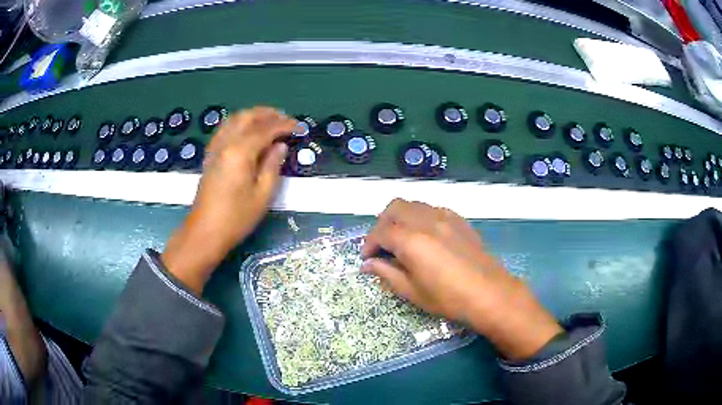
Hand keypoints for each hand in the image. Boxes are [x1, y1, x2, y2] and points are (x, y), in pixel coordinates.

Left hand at [162, 107, 295, 293]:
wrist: (205, 232)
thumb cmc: (236, 218)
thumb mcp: (262, 195)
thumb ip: (273, 166)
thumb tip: (280, 146)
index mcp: (240, 152)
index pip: (265, 129)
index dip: (284, 125)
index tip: (299, 127)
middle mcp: (226, 143)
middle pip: (247, 117)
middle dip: (268, 114)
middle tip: (285, 120)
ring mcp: (215, 148)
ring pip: (234, 119)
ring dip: (253, 116)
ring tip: (269, 122)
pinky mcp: (210, 155)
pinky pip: (225, 129)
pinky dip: (239, 123)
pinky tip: (247, 132)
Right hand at [361, 199, 562, 359]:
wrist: (490, 294)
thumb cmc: (449, 298)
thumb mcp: (412, 291)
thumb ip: (387, 273)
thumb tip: (368, 265)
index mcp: (411, 240)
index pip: (380, 232)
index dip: (369, 244)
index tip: (367, 259)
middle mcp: (426, 221)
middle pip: (394, 208)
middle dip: (382, 224)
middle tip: (382, 246)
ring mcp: (445, 217)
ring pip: (413, 204)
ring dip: (400, 218)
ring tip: (402, 240)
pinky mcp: (459, 220)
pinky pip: (432, 209)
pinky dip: (420, 217)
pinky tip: (425, 236)